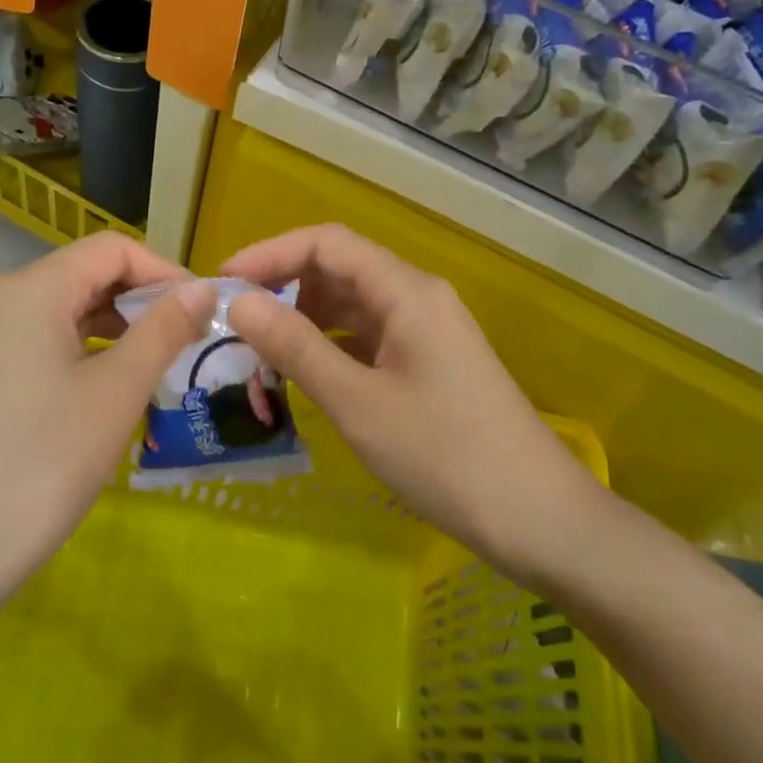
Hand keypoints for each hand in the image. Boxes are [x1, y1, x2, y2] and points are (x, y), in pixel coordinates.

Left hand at [0, 234, 213, 605]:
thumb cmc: (45, 460)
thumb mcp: (117, 390)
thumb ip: (163, 329)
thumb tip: (202, 288)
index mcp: (33, 289)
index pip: (112, 250)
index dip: (164, 271)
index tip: (202, 311)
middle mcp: (3, 300)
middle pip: (87, 274)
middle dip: (143, 300)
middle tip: (188, 340)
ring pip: (66, 310)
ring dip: (118, 327)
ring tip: (159, 364)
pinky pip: (45, 341)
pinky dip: (86, 350)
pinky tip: (113, 387)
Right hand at [222, 225, 603, 572]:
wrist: (539, 518)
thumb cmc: (444, 456)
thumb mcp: (357, 402)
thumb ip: (296, 346)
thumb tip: (240, 303)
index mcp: (406, 291)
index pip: (326, 243)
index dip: (270, 253)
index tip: (224, 285)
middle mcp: (418, 296)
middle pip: (339, 268)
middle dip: (283, 286)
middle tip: (235, 324)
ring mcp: (428, 329)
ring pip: (353, 304)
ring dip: (305, 318)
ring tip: (261, 352)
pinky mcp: (431, 361)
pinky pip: (369, 335)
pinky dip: (332, 345)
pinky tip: (306, 373)